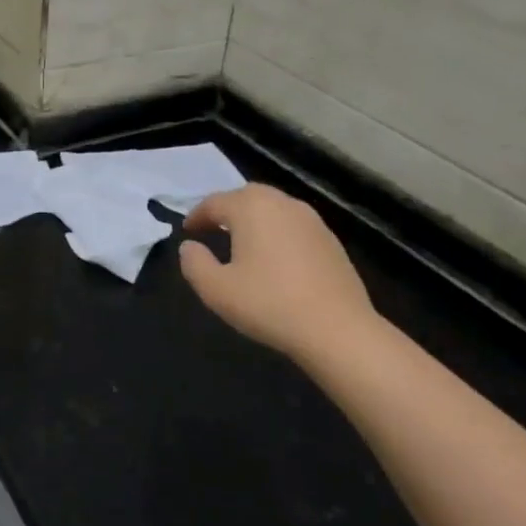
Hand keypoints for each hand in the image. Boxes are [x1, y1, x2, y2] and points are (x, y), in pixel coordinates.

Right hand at [179, 184, 377, 362]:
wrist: (338, 329)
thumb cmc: (269, 305)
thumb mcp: (216, 290)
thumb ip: (194, 263)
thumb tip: (189, 246)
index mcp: (251, 209)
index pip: (215, 202)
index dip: (197, 215)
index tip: (187, 231)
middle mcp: (282, 204)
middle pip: (247, 195)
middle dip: (226, 209)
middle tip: (213, 229)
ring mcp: (311, 220)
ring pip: (273, 207)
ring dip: (253, 218)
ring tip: (242, 241)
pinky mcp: (330, 240)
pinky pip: (293, 225)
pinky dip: (276, 231)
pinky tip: (274, 257)